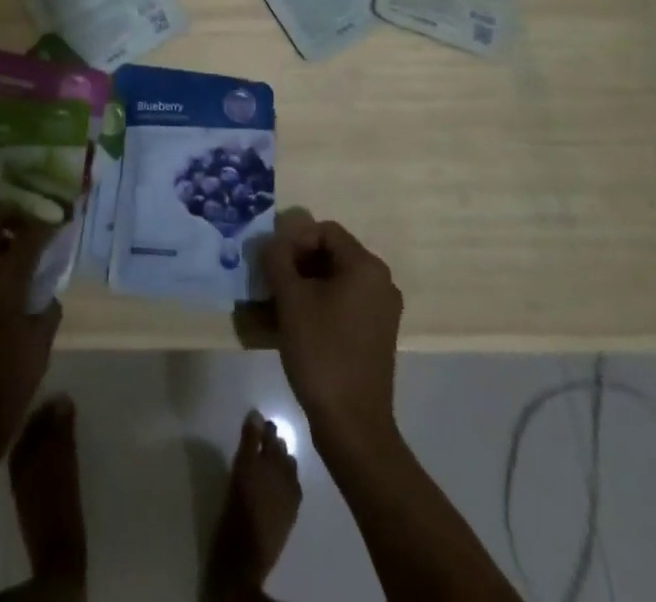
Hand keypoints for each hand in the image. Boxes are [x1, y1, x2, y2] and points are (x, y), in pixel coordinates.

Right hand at [263, 212, 403, 450]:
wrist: (352, 424)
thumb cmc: (321, 352)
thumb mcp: (290, 299)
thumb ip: (277, 259)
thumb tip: (272, 242)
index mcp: (366, 266)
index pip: (324, 231)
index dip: (294, 240)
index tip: (273, 264)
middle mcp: (381, 281)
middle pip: (332, 253)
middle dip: (298, 262)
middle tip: (272, 282)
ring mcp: (383, 310)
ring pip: (337, 279)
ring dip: (306, 283)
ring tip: (279, 303)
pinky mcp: (377, 334)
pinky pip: (345, 302)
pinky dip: (321, 303)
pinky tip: (298, 322)